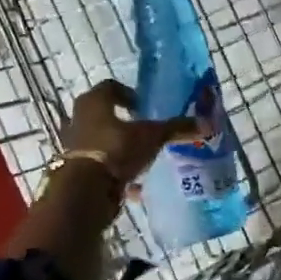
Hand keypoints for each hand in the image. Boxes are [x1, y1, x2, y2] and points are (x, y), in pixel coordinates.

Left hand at [61, 80, 197, 184]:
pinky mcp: (76, 170)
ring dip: (121, 148)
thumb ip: (176, 128)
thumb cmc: (116, 149)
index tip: (146, 107)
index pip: (111, 87)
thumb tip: (205, 123)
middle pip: (106, 114)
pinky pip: (102, 166)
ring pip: (103, 141)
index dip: (130, 94)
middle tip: (147, 130)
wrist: (86, 191)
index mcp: (94, 101)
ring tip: (144, 157)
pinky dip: (117, 172)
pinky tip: (136, 184)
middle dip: (126, 122)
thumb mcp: (152, 136)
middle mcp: (79, 118)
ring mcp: (75, 146)